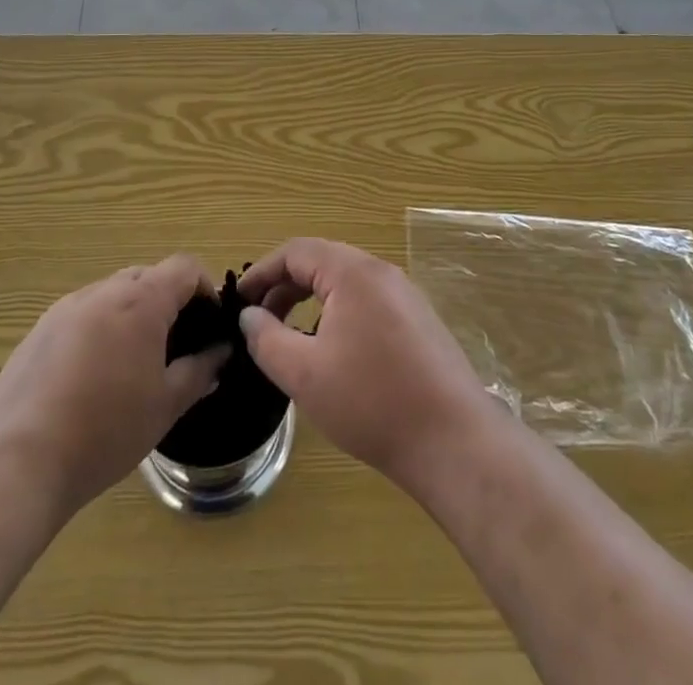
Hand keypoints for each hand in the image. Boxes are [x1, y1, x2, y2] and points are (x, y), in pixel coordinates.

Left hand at [0, 256, 228, 515]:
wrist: (20, 463)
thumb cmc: (106, 431)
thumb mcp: (166, 405)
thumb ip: (200, 370)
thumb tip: (220, 351)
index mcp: (141, 300)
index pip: (184, 267)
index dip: (204, 288)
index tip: (209, 325)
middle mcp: (103, 291)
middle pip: (148, 276)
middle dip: (168, 301)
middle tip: (174, 347)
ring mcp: (66, 308)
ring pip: (112, 294)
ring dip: (131, 314)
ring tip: (132, 365)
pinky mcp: (38, 330)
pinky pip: (81, 314)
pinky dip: (98, 330)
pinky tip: (91, 378)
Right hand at [236, 239, 500, 492]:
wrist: (454, 440)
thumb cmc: (371, 402)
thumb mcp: (304, 373)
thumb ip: (267, 339)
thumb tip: (249, 317)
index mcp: (353, 272)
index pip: (296, 251)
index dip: (262, 272)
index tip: (238, 300)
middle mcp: (381, 272)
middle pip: (322, 262)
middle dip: (285, 286)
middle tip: (259, 321)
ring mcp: (406, 295)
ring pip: (346, 283)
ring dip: (311, 301)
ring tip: (290, 336)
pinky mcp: (419, 321)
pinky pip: (368, 302)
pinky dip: (338, 314)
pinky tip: (332, 352)